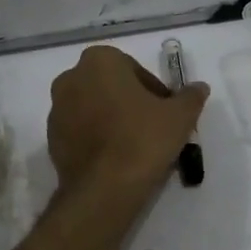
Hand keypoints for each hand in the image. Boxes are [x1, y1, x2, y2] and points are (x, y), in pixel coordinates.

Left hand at [48, 45, 208, 202]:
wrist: (104, 188)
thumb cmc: (143, 138)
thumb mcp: (179, 115)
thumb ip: (190, 97)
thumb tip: (199, 87)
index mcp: (99, 61)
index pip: (134, 69)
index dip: (154, 90)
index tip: (165, 112)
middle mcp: (71, 78)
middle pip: (110, 87)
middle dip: (130, 102)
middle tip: (153, 127)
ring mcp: (56, 110)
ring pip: (93, 108)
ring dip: (112, 120)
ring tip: (135, 146)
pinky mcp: (51, 140)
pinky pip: (81, 132)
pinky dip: (97, 139)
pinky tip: (116, 159)